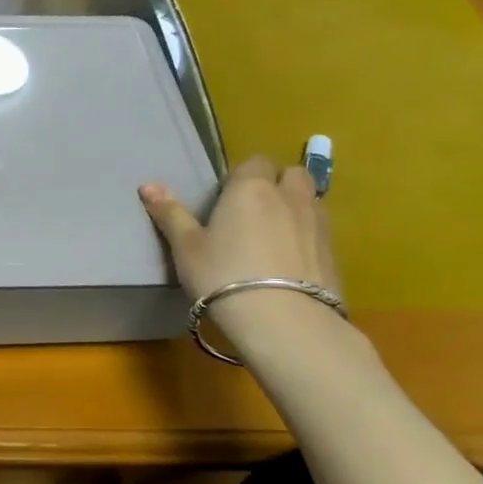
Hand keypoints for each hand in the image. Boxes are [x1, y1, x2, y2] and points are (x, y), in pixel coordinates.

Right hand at [139, 154, 340, 304]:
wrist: (284, 322)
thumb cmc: (223, 276)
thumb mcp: (187, 247)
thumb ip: (171, 214)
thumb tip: (147, 185)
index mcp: (250, 189)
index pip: (254, 161)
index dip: (241, 175)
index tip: (225, 198)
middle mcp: (289, 197)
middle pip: (292, 173)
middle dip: (277, 182)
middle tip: (254, 210)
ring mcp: (318, 225)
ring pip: (311, 200)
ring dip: (296, 207)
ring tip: (273, 235)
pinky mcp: (336, 254)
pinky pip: (321, 231)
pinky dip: (307, 237)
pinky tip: (290, 262)